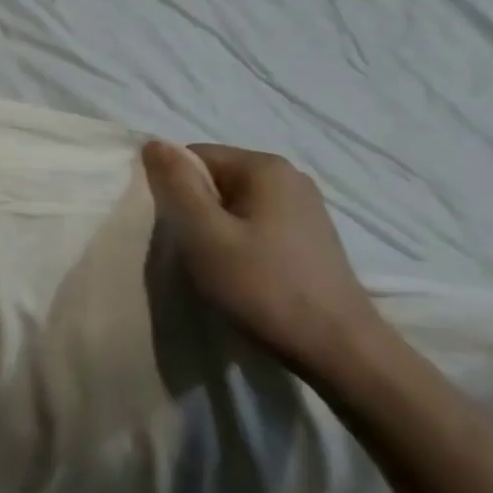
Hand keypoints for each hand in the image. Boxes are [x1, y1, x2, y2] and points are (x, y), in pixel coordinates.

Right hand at [141, 140, 384, 380]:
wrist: (339, 350)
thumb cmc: (263, 288)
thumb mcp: (204, 234)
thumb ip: (176, 185)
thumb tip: (153, 142)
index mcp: (264, 166)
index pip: (195, 157)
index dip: (174, 190)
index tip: (175, 231)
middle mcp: (289, 177)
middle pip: (216, 179)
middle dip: (195, 211)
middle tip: (193, 252)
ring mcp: (305, 208)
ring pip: (235, 205)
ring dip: (216, 231)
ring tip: (217, 267)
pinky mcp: (311, 237)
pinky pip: (257, 224)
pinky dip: (240, 243)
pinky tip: (244, 275)